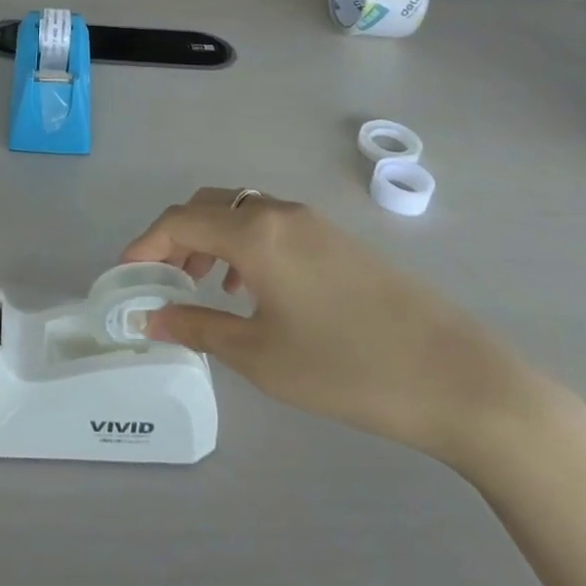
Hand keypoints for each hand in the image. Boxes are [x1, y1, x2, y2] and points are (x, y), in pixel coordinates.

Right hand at [121, 190, 547, 468]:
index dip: (145, 244)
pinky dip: (245, 245)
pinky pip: (273, 226)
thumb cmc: (347, 369)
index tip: (125, 275)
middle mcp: (281, 212)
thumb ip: (197, 327)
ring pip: (243, 213)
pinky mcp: (340, 240)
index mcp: (256, 232)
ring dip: (212, 239)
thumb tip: (149, 316)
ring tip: (201, 284)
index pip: (180, 220)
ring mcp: (315, 222)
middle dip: (176, 237)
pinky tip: (253, 289)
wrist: (459, 379)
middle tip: (161, 279)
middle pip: (210, 205)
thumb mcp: (260, 356)